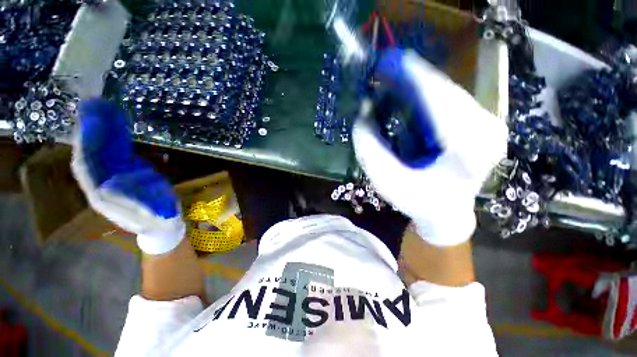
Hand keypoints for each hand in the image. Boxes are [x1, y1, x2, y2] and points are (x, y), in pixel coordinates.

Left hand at [71, 99, 184, 254]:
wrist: (162, 224)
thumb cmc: (158, 220)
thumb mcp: (148, 214)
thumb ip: (129, 202)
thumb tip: (108, 184)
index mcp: (101, 195)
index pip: (85, 166)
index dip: (86, 144)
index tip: (91, 121)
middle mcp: (101, 183)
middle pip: (89, 154)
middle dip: (89, 130)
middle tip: (94, 106)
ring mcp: (113, 176)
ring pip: (100, 151)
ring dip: (100, 131)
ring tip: (104, 110)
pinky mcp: (125, 173)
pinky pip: (115, 152)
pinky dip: (114, 138)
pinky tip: (117, 125)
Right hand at [353, 49, 506, 245]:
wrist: (447, 214)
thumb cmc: (419, 202)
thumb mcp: (387, 181)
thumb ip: (371, 150)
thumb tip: (363, 115)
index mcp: (470, 146)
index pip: (438, 97)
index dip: (410, 76)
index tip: (386, 60)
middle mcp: (487, 127)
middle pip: (443, 89)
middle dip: (410, 79)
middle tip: (381, 73)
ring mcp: (488, 122)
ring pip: (446, 91)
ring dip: (416, 87)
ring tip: (391, 85)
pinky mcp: (481, 122)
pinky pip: (448, 100)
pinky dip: (424, 96)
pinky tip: (407, 98)